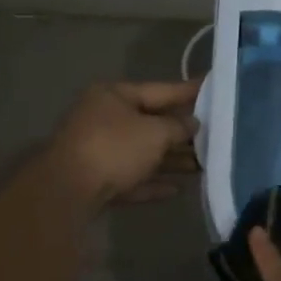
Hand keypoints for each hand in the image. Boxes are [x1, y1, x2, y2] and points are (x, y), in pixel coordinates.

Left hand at [42, 79, 200, 209]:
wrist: (66, 192)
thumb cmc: (114, 148)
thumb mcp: (155, 133)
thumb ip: (178, 127)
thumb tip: (192, 123)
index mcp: (114, 95)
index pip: (160, 89)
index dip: (188, 91)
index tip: (213, 87)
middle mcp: (103, 118)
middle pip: (151, 122)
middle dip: (181, 132)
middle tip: (214, 135)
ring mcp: (97, 150)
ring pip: (142, 152)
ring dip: (170, 160)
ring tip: (202, 166)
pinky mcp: (95, 180)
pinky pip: (130, 177)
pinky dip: (152, 182)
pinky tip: (177, 190)